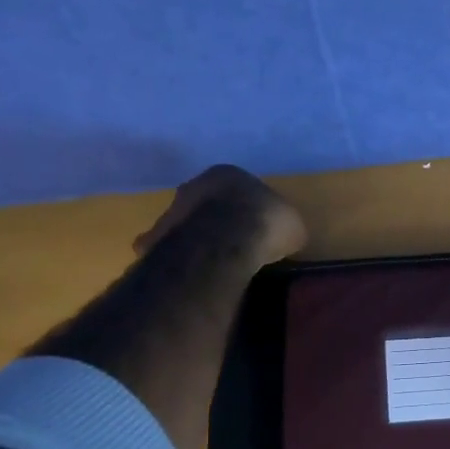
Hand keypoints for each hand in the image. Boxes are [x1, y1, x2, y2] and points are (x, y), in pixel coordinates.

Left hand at [134, 165, 308, 267]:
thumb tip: (285, 236)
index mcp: (227, 174)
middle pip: (206, 202)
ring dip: (194, 237)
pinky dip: (175, 259)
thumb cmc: (264, 225)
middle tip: (231, 241)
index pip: (237, 187)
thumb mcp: (292, 226)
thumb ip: (283, 226)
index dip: (248, 208)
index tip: (256, 227)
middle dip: (216, 218)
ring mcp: (172, 211)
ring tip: (210, 260)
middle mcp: (194, 186)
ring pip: (184, 223)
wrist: (224, 243)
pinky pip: (167, 249)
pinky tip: (188, 274)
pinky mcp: (157, 239)